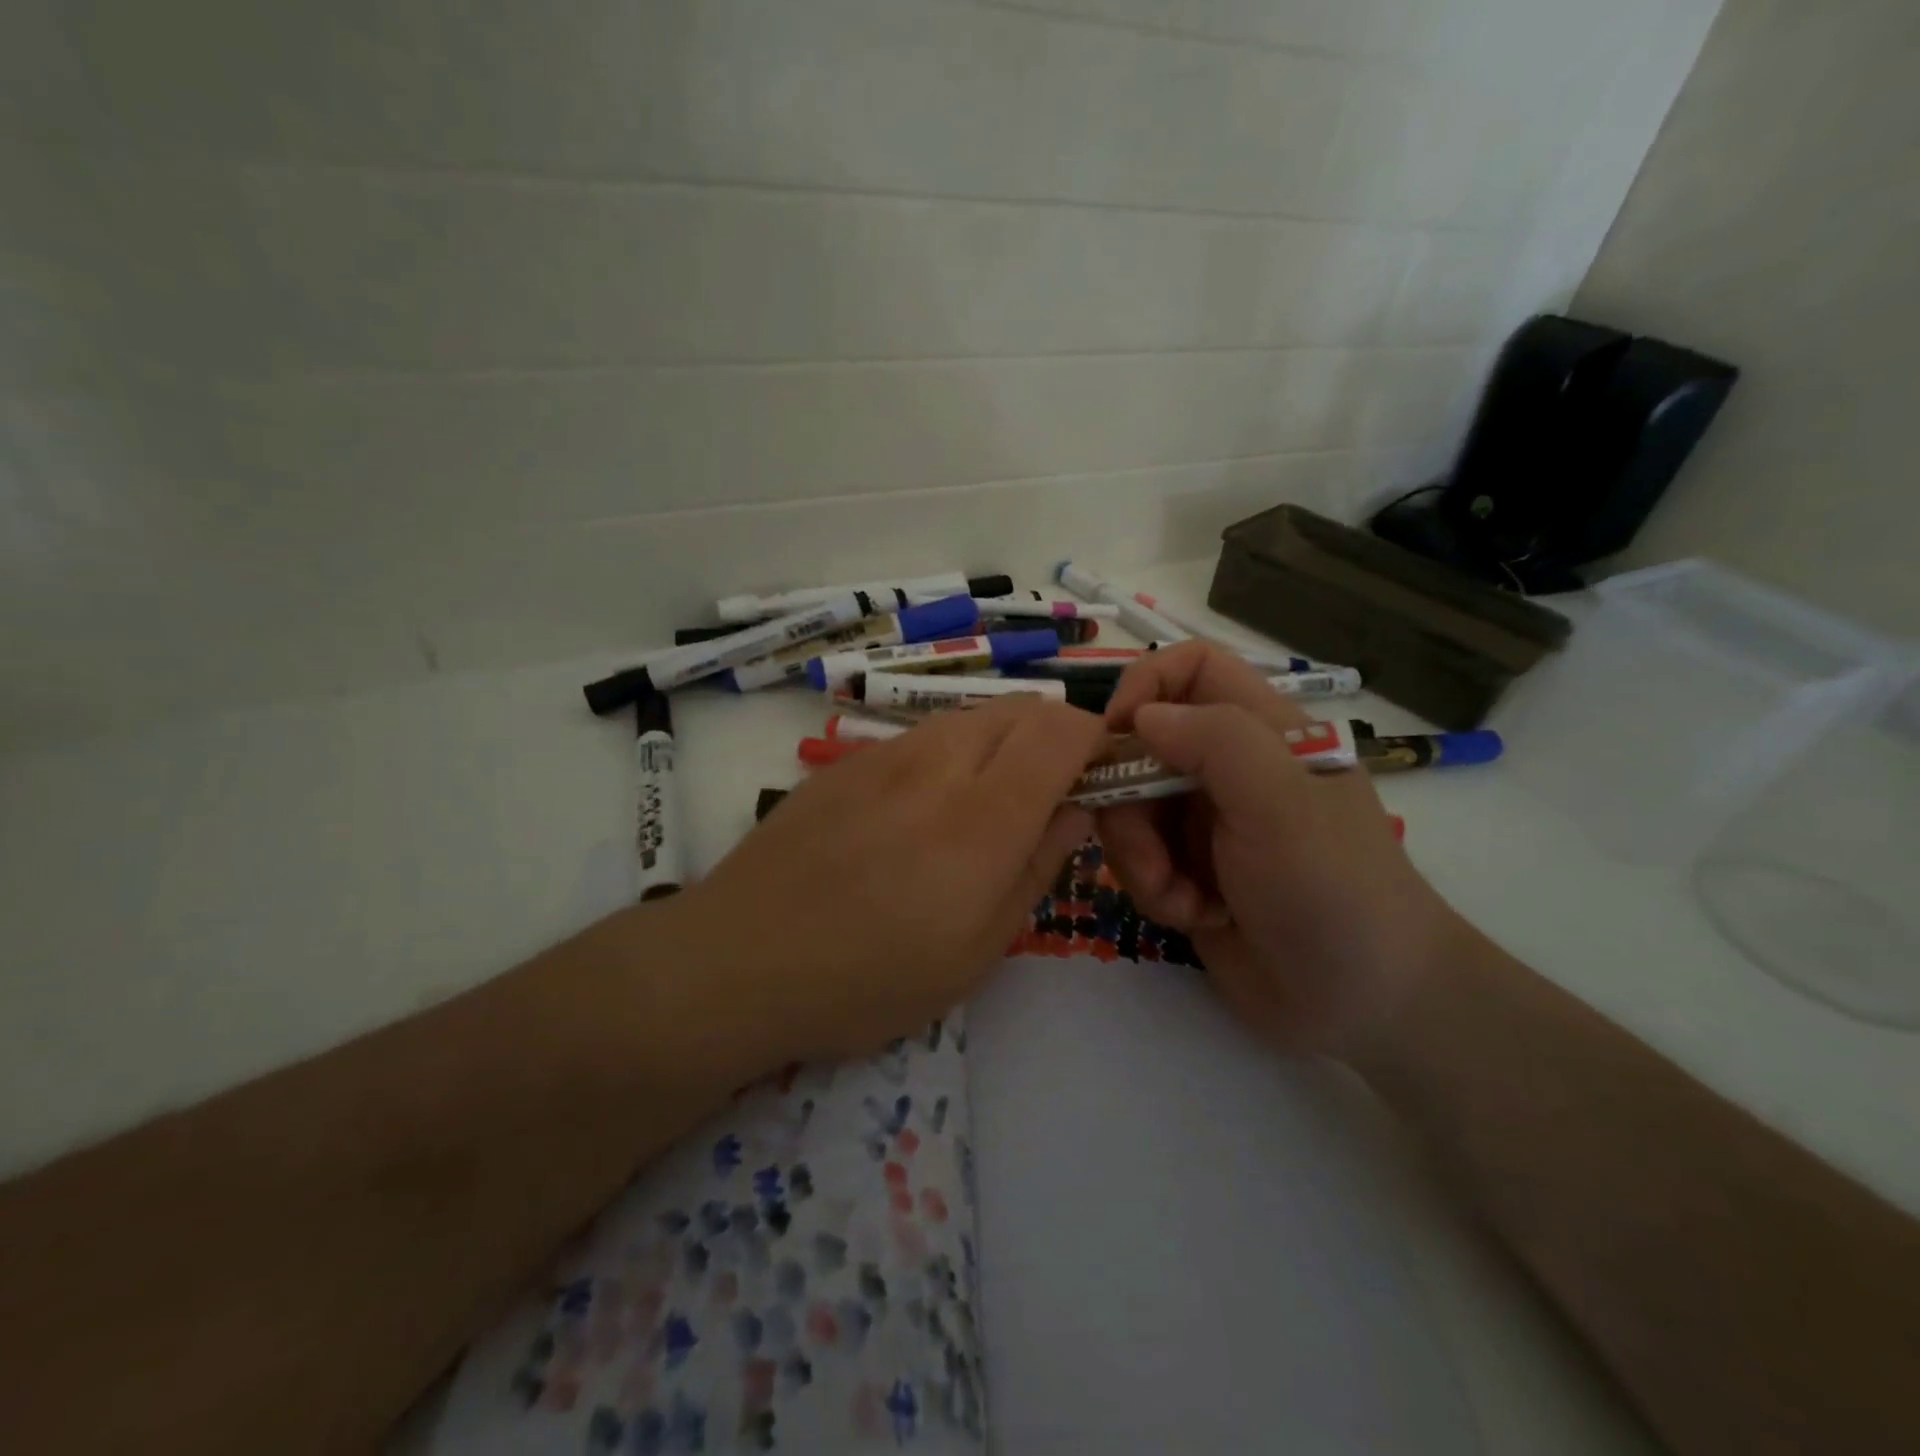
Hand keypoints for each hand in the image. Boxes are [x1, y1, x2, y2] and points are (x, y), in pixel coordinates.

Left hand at [664, 695, 1106, 1067]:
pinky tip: (922, 811)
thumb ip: (1037, 867)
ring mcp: (886, 754)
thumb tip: (1075, 810)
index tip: (1101, 778)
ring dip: (1002, 744)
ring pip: (970, 717)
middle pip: (1020, 709)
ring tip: (986, 806)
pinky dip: (951, 754)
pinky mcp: (848, 761)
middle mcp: (938, 763)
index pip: (1062, 731)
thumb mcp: (977, 950)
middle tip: (1049, 796)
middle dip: (1054, 737)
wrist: (740, 959)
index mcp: (983, 816)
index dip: (1096, 740)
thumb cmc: (869, 978)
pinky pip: (922, 737)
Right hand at [1097, 642, 1459, 1058]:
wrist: (1366, 1004)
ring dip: (1141, 858)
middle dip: (1128, 802)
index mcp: (1260, 732)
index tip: (1115, 735)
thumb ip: (1215, 741)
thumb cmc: (1332, 889)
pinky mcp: (1187, 873)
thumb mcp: (1280, 803)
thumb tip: (1141, 716)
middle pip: (1140, 747)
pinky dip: (1155, 890)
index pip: (1190, 668)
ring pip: (1128, 809)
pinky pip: (1137, 860)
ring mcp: (1204, 824)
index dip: (1145, 685)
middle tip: (1150, 853)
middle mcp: (1226, 770)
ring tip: (1185, 900)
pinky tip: (1197, 917)